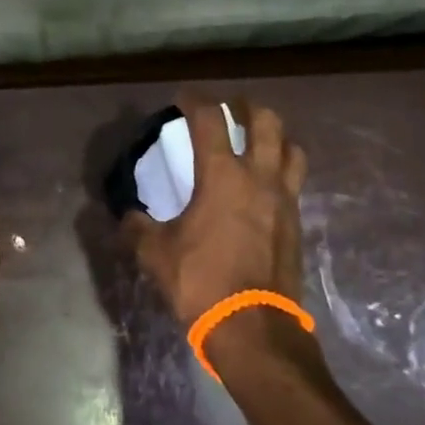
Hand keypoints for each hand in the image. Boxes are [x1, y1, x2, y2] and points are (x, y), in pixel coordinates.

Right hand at [124, 95, 307, 327]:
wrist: (253, 327)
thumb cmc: (201, 282)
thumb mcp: (156, 254)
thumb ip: (137, 228)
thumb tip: (126, 217)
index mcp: (222, 176)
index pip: (211, 120)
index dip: (195, 100)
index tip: (183, 97)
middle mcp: (260, 178)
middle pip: (266, 121)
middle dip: (246, 106)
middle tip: (230, 108)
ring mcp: (285, 200)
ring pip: (292, 148)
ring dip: (275, 136)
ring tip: (258, 141)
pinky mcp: (297, 224)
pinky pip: (295, 182)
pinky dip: (282, 171)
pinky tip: (265, 186)